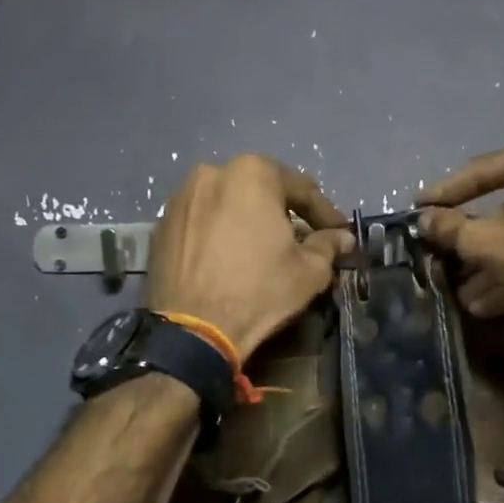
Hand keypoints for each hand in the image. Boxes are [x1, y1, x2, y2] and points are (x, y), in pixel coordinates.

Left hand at [147, 155, 354, 359]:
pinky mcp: (160, 226)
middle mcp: (212, 173)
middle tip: (300, 237)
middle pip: (259, 190)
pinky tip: (228, 258)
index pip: (300, 188)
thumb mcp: (308, 271)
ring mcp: (180, 198)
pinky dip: (217, 233)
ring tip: (261, 248)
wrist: (193, 329)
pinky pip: (200, 222)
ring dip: (247, 220)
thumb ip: (328, 245)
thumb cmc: (259, 291)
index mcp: (252, 173)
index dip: (324, 213)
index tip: (338, 232)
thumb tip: (343, 237)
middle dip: (282, 212)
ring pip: (226, 203)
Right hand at [418, 128, 503, 346]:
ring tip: (470, 295)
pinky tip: (500, 300)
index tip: (423, 206)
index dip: (448, 192)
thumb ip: (450, 228)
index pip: (488, 169)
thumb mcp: (486, 241)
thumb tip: (424, 220)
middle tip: (450, 257)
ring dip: (502, 263)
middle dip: (480, 241)